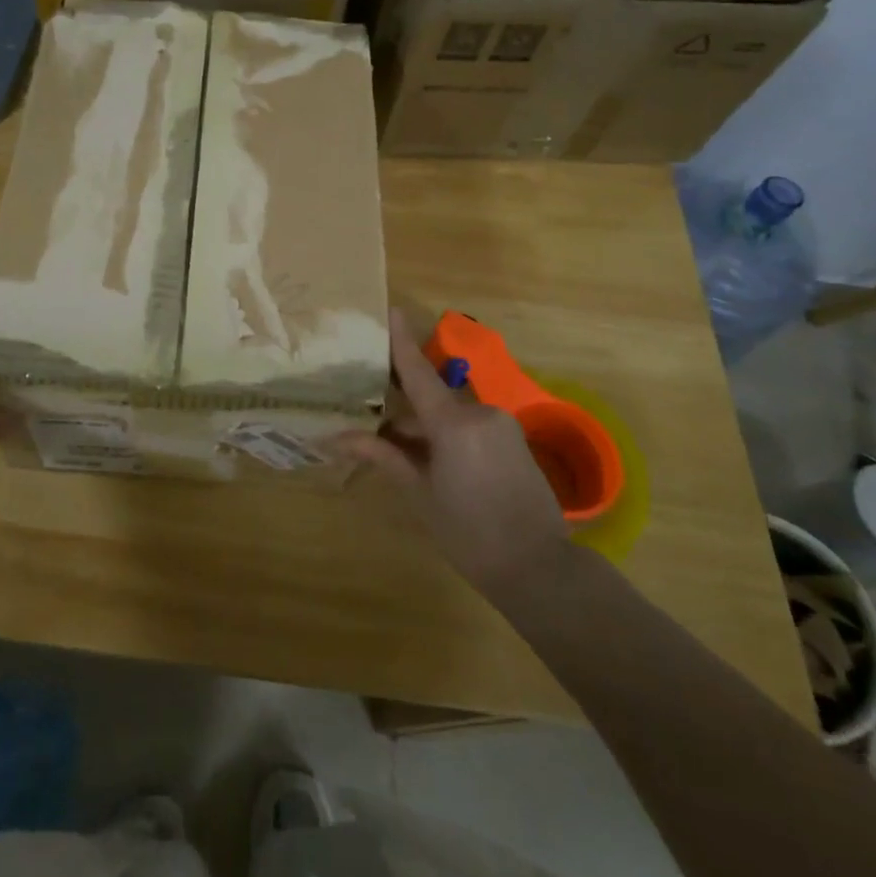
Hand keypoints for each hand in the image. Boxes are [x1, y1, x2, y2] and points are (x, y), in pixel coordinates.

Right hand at [337, 309, 570, 599]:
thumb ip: (383, 457)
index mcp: (454, 423)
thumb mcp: (419, 494)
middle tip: (370, 421)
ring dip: (424, 427)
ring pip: (449, 414)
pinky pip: (469, 425)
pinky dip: (446, 435)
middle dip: (401, 411)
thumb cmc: (469, 533)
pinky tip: (431, 460)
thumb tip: (337, 437)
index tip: (390, 308)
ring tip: (396, 451)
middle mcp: (480, 412)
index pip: (418, 373)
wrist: (538, 568)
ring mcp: (500, 424)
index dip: (401, 341)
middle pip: (430, 399)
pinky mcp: (513, 437)